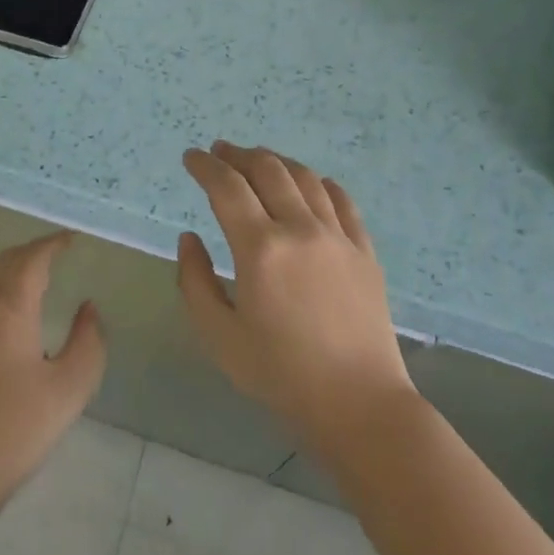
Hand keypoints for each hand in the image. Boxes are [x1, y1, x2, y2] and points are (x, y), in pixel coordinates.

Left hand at [0, 232, 106, 513]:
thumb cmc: (13, 429)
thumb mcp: (68, 389)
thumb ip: (87, 343)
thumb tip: (88, 309)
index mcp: (9, 307)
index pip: (32, 258)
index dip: (53, 244)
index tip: (72, 239)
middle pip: (7, 263)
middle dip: (34, 252)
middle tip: (59, 253)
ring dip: (15, 271)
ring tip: (42, 280)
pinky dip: (2, 292)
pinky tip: (15, 318)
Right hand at [178, 141, 415, 454]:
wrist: (358, 403)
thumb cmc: (280, 374)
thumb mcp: (219, 336)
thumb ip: (194, 281)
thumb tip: (190, 237)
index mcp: (260, 249)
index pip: (226, 187)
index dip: (205, 166)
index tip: (191, 157)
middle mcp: (300, 229)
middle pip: (267, 170)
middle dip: (238, 155)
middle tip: (220, 152)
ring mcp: (337, 236)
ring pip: (304, 177)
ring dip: (275, 161)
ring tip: (258, 160)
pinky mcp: (364, 250)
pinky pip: (340, 200)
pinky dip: (318, 182)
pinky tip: (309, 183)